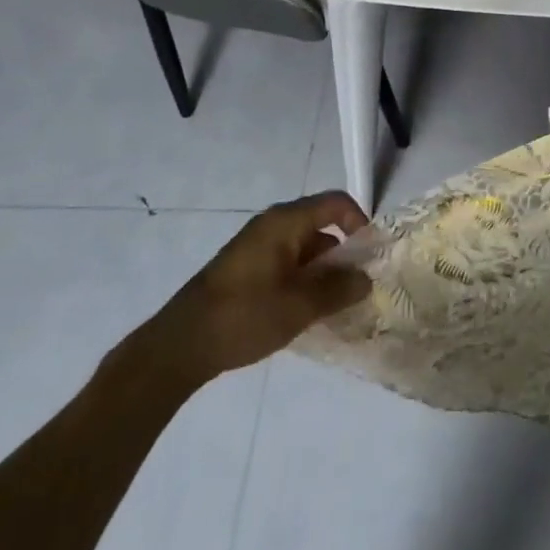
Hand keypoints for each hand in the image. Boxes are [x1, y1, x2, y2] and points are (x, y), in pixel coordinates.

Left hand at [127, 192, 371, 390]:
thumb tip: (365, 279)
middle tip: (356, 285)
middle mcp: (272, 225)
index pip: (336, 203)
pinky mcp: (245, 268)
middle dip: (343, 253)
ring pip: (304, 247)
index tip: (370, 255)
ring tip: (333, 304)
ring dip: (322, 270)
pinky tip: (304, 311)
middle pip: (321, 225)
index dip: (360, 222)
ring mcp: (256, 246)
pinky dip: (302, 279)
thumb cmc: (244, 315)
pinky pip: (286, 262)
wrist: (179, 346)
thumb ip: (339, 289)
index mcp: (286, 222)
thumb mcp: (300, 306)